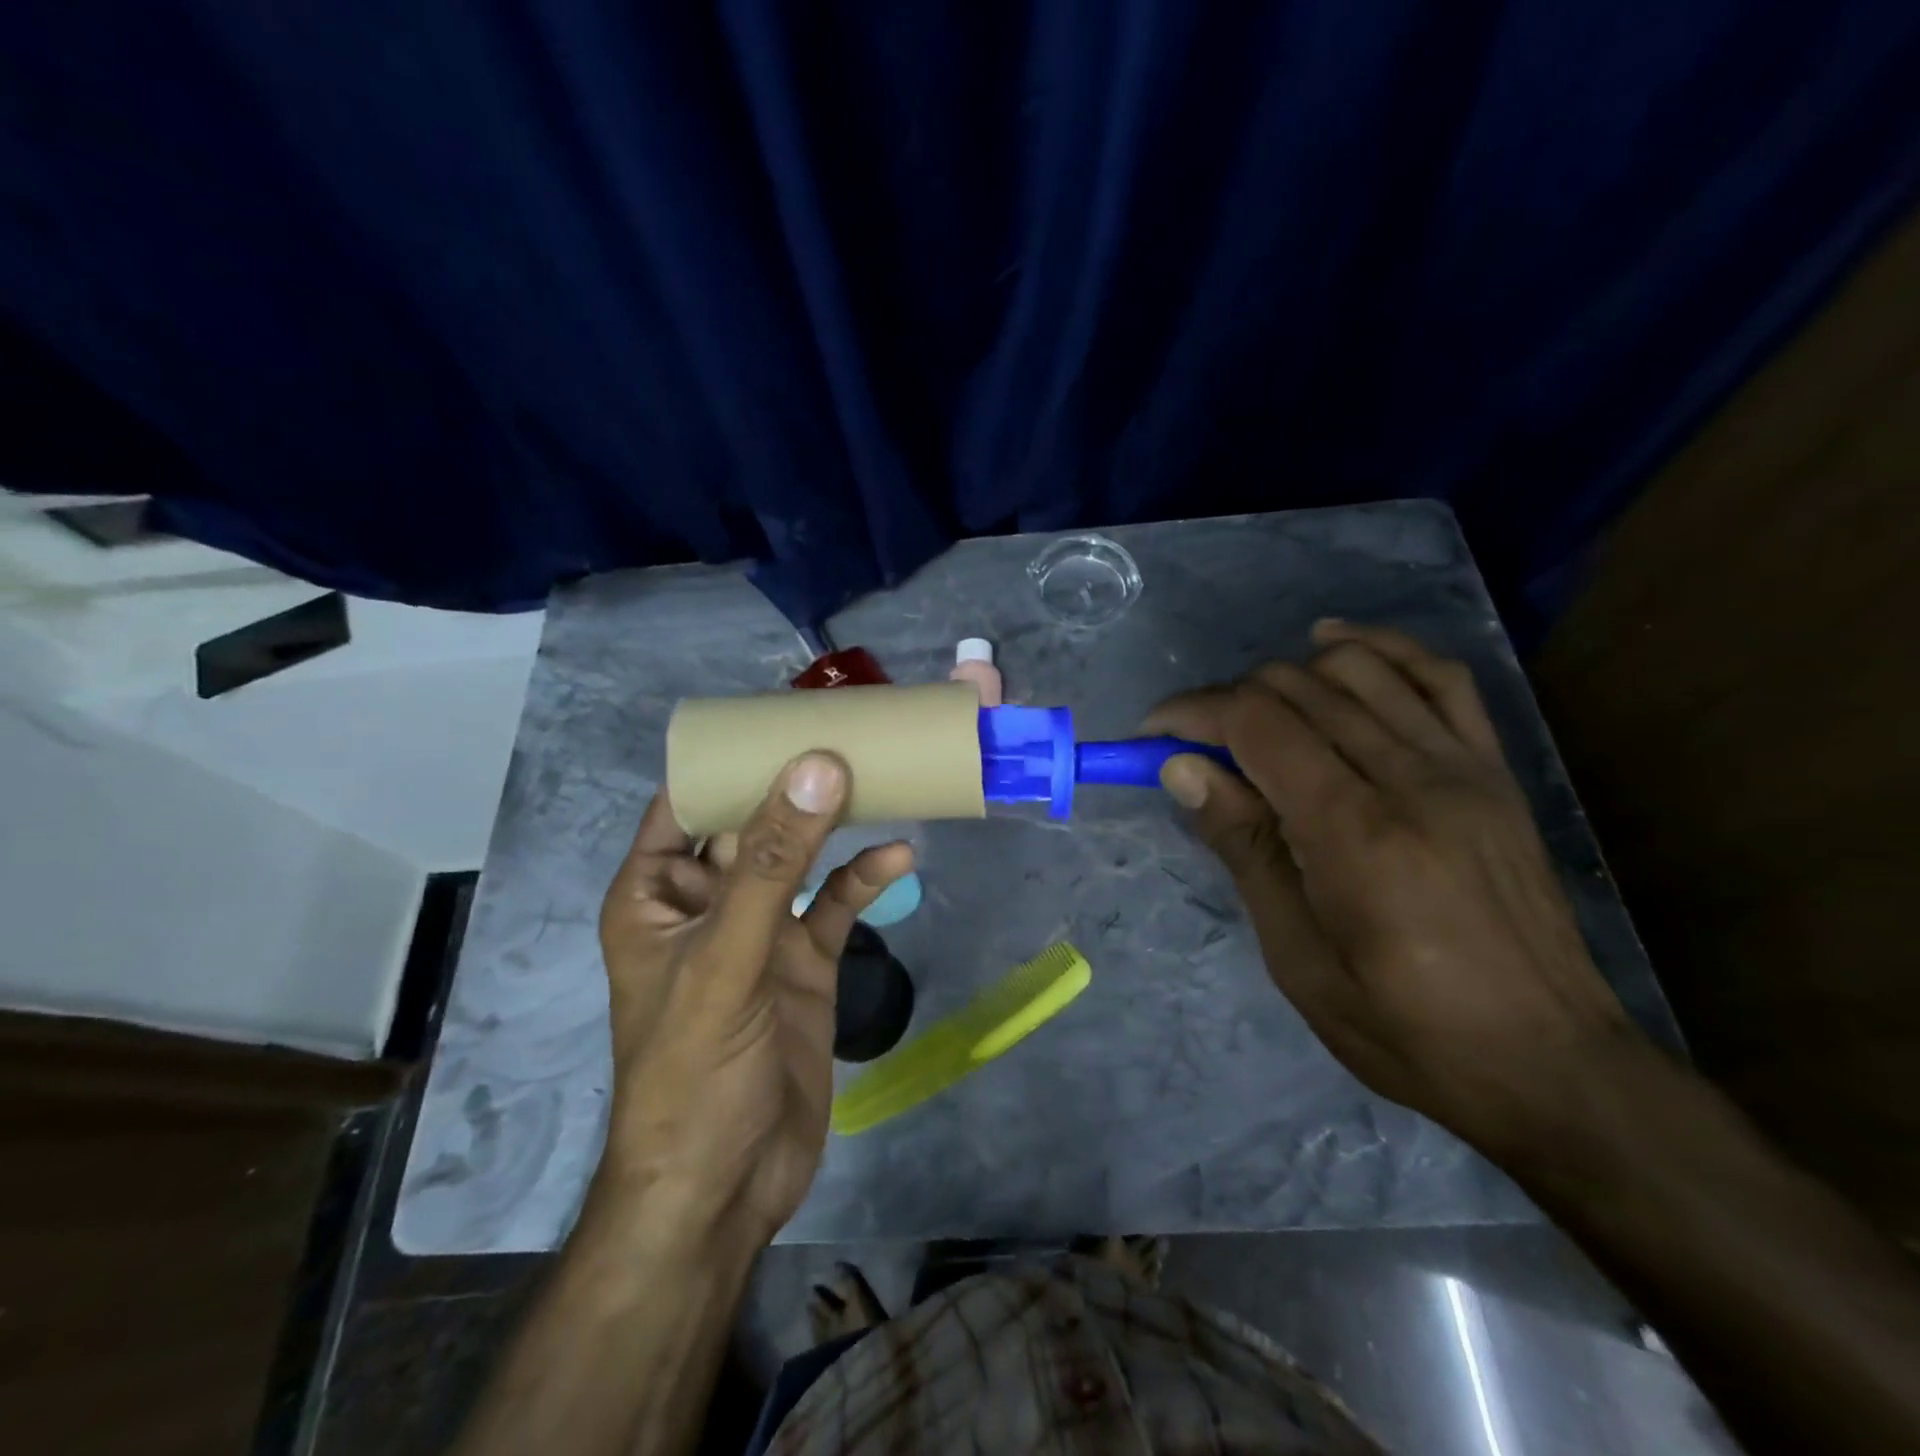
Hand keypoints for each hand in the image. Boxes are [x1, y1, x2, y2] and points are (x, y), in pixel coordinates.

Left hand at [588, 754, 912, 1250]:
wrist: (727, 1187)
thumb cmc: (693, 1071)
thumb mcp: (727, 958)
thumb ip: (771, 863)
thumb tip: (816, 768)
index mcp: (658, 891)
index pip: (687, 800)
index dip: (729, 756)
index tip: (784, 712)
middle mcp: (708, 900)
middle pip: (753, 820)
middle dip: (795, 780)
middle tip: (851, 732)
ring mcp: (760, 931)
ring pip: (801, 858)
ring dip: (837, 824)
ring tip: (883, 778)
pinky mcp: (805, 961)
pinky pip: (836, 905)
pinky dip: (865, 879)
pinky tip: (901, 859)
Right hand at [1146, 620, 1639, 1153]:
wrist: (1549, 1064)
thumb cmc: (1402, 1026)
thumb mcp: (1296, 954)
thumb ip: (1243, 846)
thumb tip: (1182, 767)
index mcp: (1354, 831)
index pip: (1257, 724)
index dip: (1192, 713)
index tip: (1151, 736)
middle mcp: (1410, 777)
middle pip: (1298, 688)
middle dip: (1227, 700)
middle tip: (1192, 745)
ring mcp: (1461, 765)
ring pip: (1357, 669)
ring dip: (1286, 676)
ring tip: (1254, 716)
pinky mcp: (1492, 769)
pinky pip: (1437, 676)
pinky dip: (1378, 648)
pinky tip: (1332, 647)